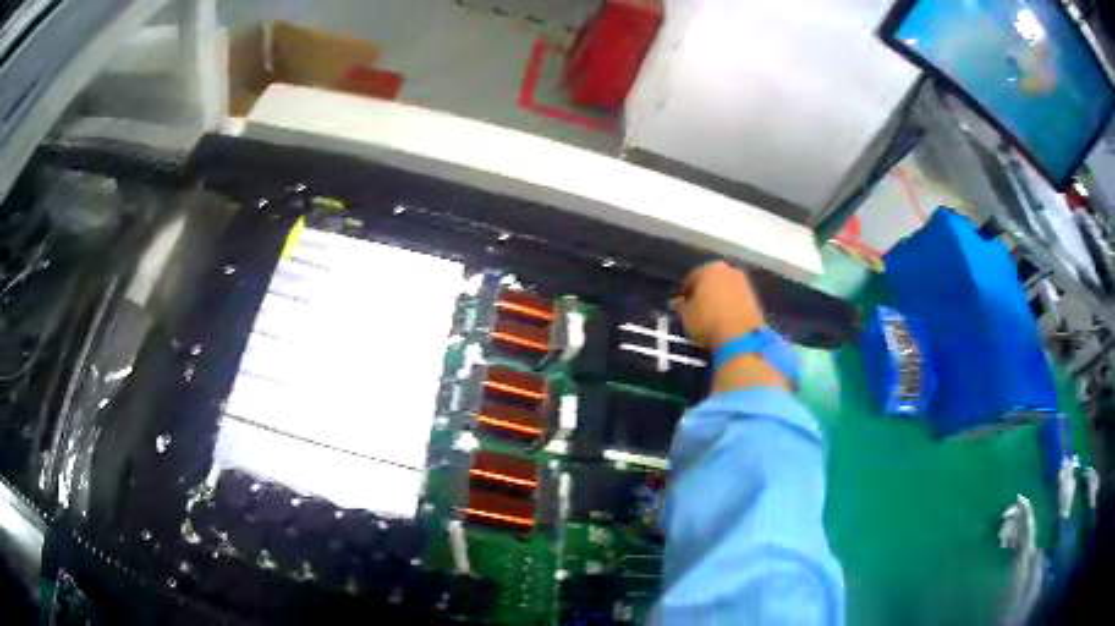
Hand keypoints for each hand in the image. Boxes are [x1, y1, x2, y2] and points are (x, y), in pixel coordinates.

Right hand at [671, 261, 763, 349]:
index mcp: (708, 269)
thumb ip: (681, 306)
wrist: (740, 337)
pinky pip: (737, 298)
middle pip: (711, 279)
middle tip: (698, 308)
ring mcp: (743, 282)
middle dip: (705, 291)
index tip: (683, 306)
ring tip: (713, 315)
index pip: (692, 278)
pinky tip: (726, 318)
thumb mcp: (686, 315)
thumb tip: (677, 302)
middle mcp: (727, 270)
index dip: (686, 293)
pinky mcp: (754, 296)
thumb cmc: (707, 321)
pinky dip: (731, 305)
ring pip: (726, 288)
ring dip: (719, 297)